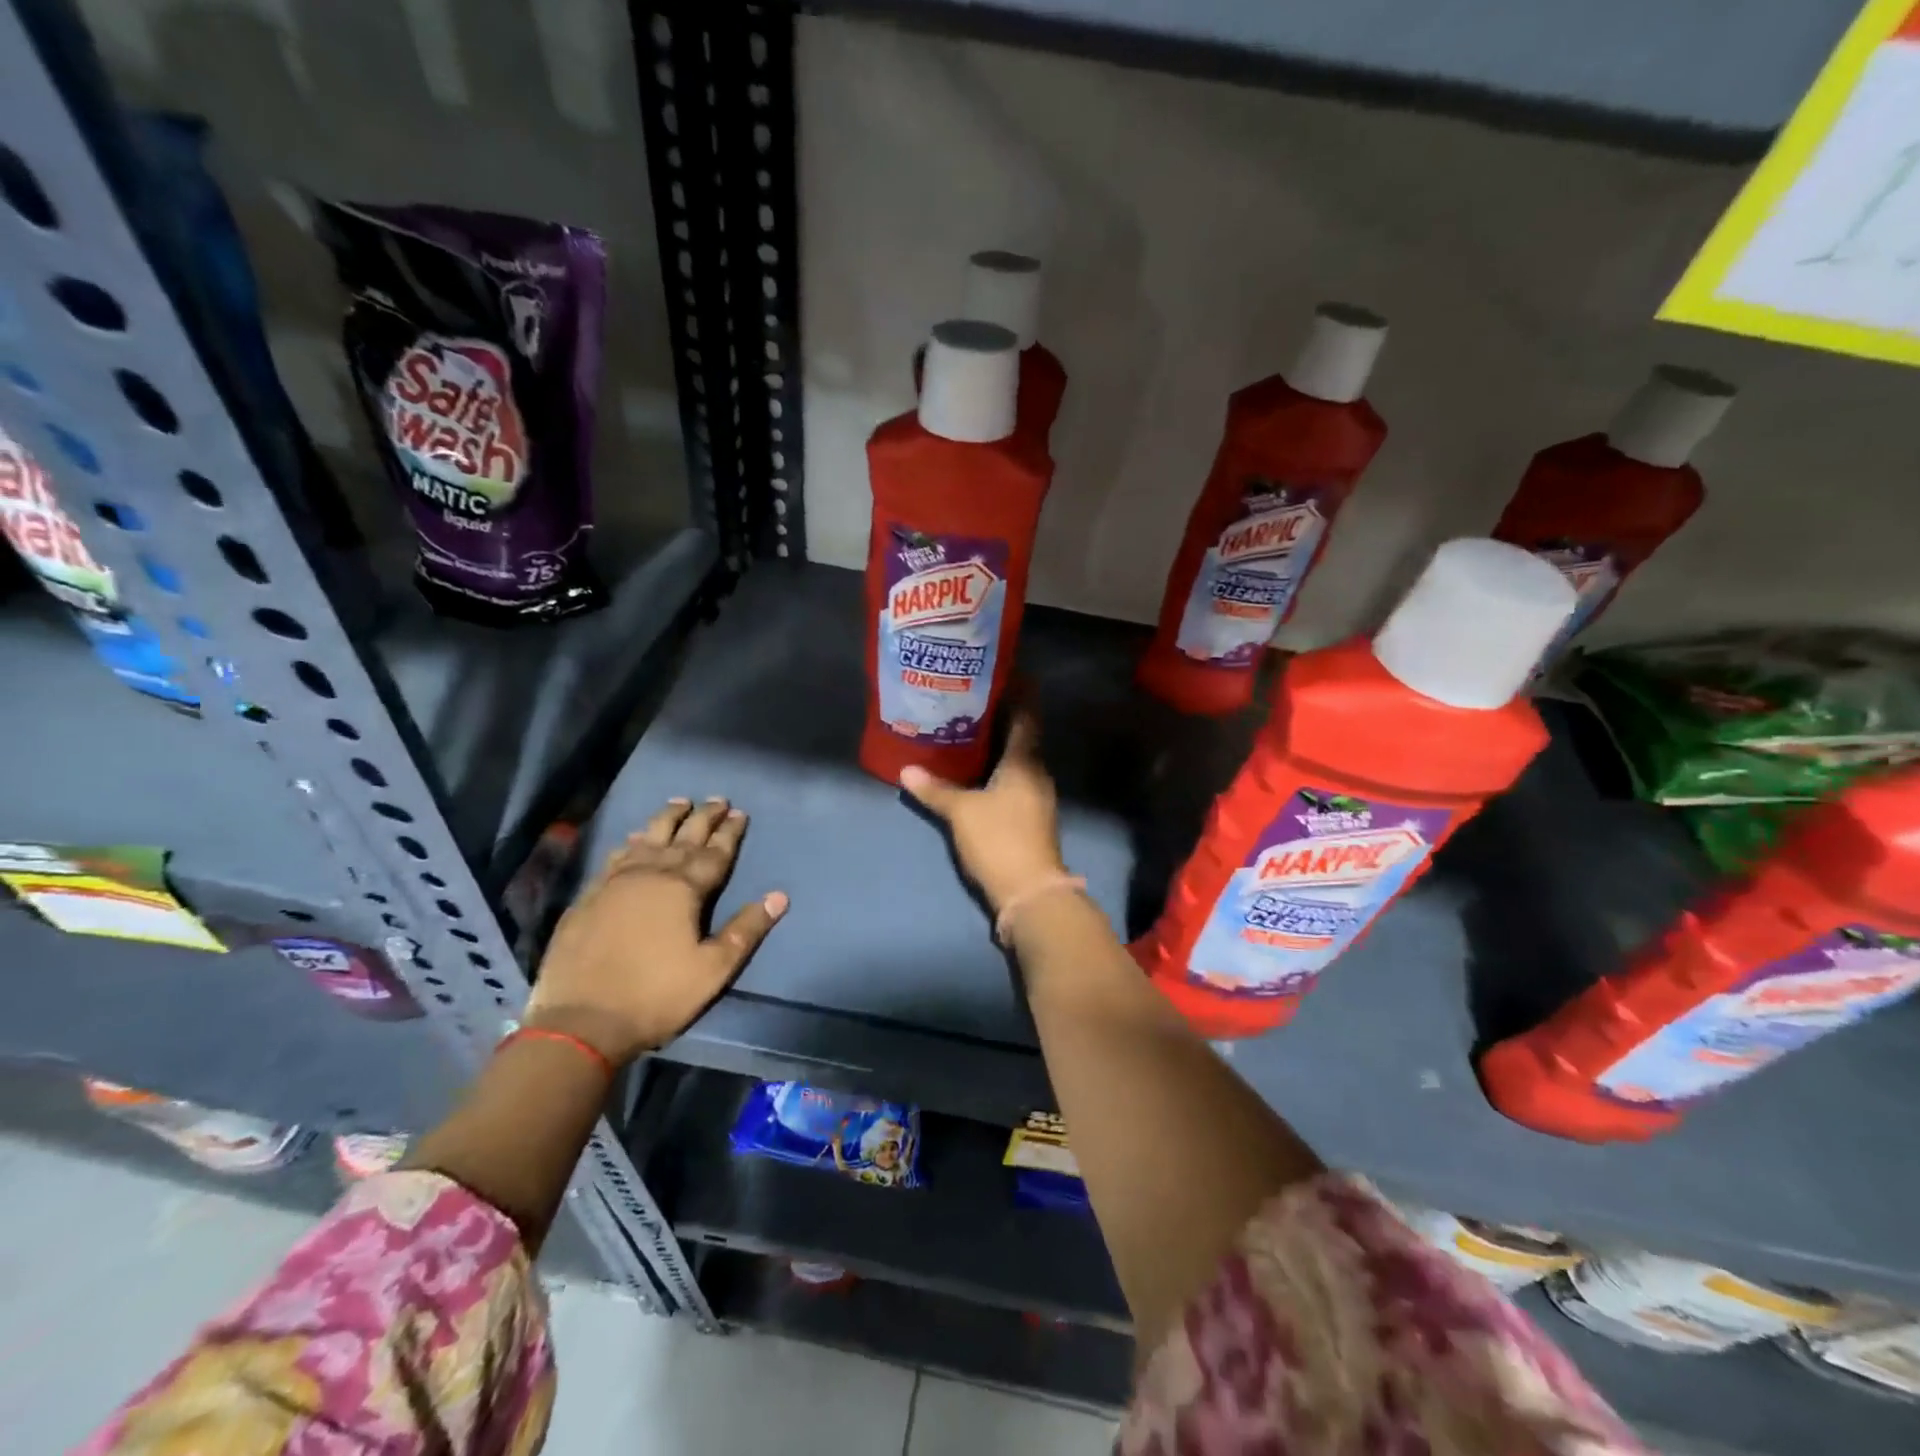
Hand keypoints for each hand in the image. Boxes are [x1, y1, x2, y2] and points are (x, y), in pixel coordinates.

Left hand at [526, 798, 786, 1063]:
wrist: (580, 1021)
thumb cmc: (656, 996)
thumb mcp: (713, 969)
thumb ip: (746, 929)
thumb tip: (779, 896)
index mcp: (683, 889)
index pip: (714, 853)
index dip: (730, 833)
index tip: (740, 813)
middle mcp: (651, 875)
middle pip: (682, 837)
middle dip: (703, 817)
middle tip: (717, 799)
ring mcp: (615, 883)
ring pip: (646, 839)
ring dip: (666, 819)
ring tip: (679, 802)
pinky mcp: (589, 896)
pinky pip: (615, 857)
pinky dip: (630, 843)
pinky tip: (632, 838)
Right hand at [899, 710, 1066, 913]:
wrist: (1030, 891)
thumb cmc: (1000, 839)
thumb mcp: (962, 812)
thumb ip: (935, 789)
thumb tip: (906, 770)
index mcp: (1026, 761)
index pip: (1026, 715)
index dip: (1018, 692)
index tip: (1000, 673)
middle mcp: (1036, 772)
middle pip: (1021, 735)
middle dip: (998, 716)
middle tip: (968, 699)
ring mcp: (1036, 796)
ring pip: (1016, 759)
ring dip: (996, 744)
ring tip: (965, 729)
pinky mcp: (1029, 816)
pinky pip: (1013, 779)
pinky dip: (995, 768)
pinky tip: (974, 770)